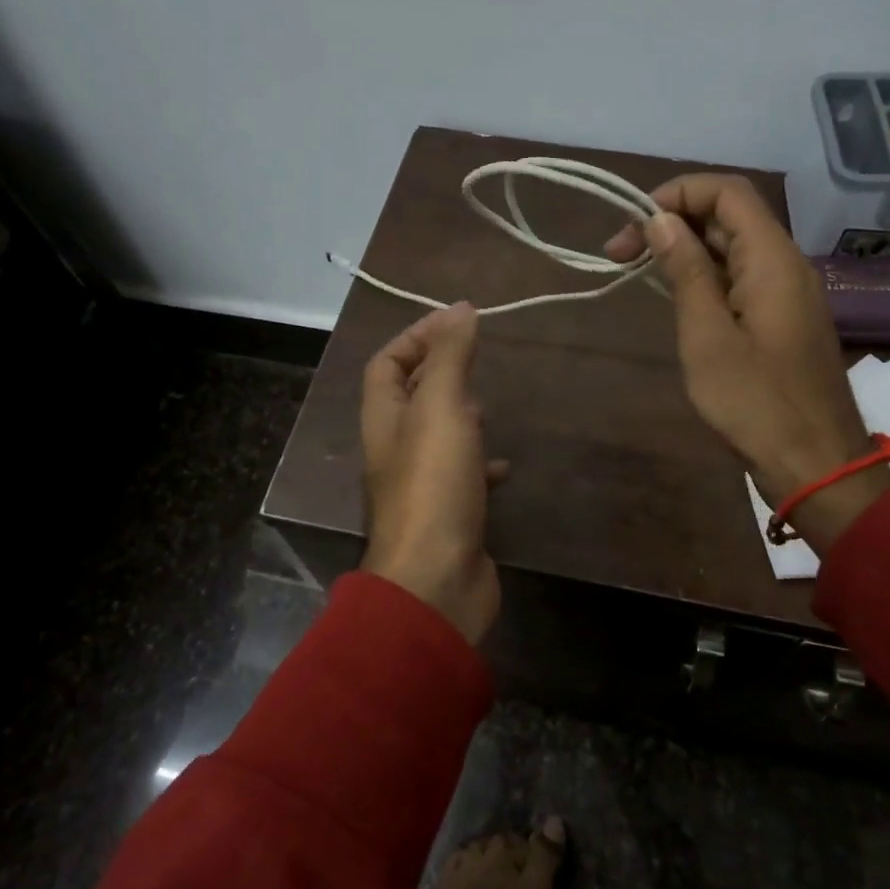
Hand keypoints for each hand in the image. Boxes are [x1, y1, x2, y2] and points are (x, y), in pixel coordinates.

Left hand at [360, 303, 507, 645]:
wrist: (437, 580)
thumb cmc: (434, 487)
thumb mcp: (442, 409)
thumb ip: (451, 358)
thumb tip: (460, 308)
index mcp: (384, 421)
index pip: (386, 365)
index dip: (415, 337)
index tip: (457, 322)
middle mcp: (395, 451)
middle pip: (407, 400)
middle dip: (437, 375)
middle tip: (474, 362)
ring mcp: (420, 487)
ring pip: (436, 439)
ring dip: (459, 418)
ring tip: (489, 408)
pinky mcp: (447, 516)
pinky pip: (461, 478)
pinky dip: (481, 466)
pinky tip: (504, 467)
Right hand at [607, 174, 889, 548]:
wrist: (815, 463)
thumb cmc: (755, 402)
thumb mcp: (706, 336)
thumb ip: (685, 272)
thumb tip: (662, 221)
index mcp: (771, 259)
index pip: (727, 192)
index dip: (676, 194)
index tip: (632, 223)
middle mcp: (785, 264)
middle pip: (728, 217)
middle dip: (671, 223)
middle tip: (618, 254)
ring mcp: (786, 294)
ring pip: (732, 249)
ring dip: (684, 251)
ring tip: (637, 273)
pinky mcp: (782, 320)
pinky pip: (740, 279)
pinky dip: (704, 278)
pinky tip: (675, 300)